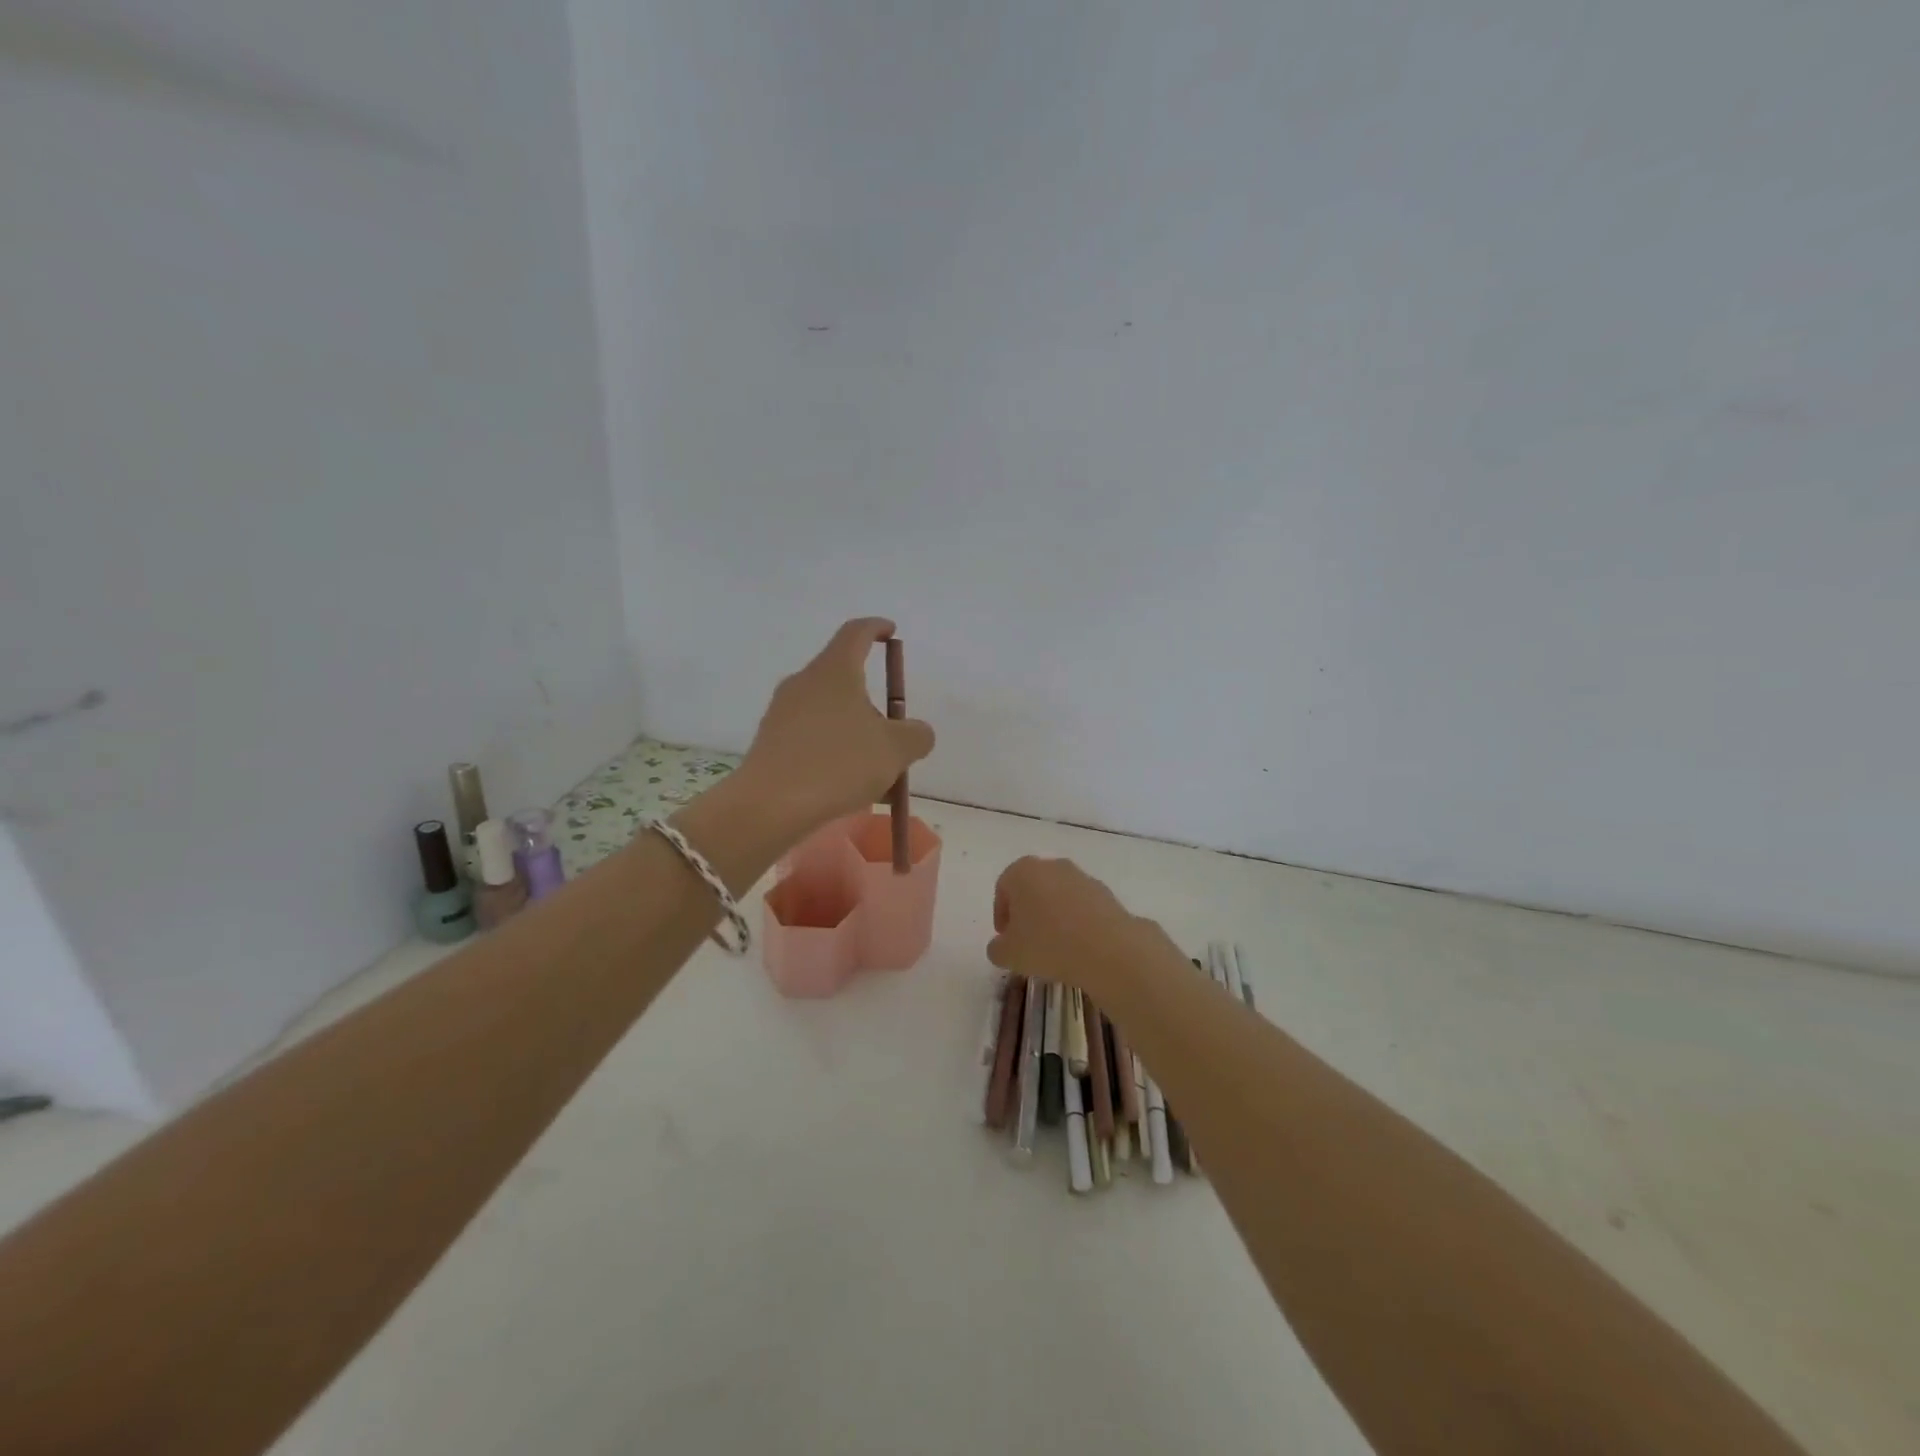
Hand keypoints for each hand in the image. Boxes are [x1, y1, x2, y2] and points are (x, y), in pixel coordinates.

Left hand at [736, 617, 935, 836]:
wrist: (770, 805)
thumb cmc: (838, 764)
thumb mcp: (896, 750)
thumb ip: (916, 735)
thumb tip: (916, 732)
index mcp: (835, 670)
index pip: (857, 632)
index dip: (877, 628)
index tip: (891, 631)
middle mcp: (804, 682)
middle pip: (844, 678)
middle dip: (872, 701)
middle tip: (893, 734)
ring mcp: (782, 711)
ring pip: (829, 712)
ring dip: (855, 732)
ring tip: (876, 773)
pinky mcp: (771, 741)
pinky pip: (812, 736)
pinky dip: (834, 751)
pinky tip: (847, 786)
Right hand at [987, 856, 1180, 1000]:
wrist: (1107, 948)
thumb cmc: (1048, 944)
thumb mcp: (1009, 954)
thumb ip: (997, 948)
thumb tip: (1001, 945)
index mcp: (1022, 871)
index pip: (1003, 889)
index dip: (1001, 916)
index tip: (1006, 940)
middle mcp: (1051, 865)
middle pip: (1031, 888)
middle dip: (1027, 912)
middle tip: (1027, 941)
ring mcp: (1080, 876)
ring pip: (1057, 895)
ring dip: (1052, 915)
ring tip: (1054, 946)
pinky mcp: (1104, 891)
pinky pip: (1080, 905)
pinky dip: (1075, 920)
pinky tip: (1077, 945)